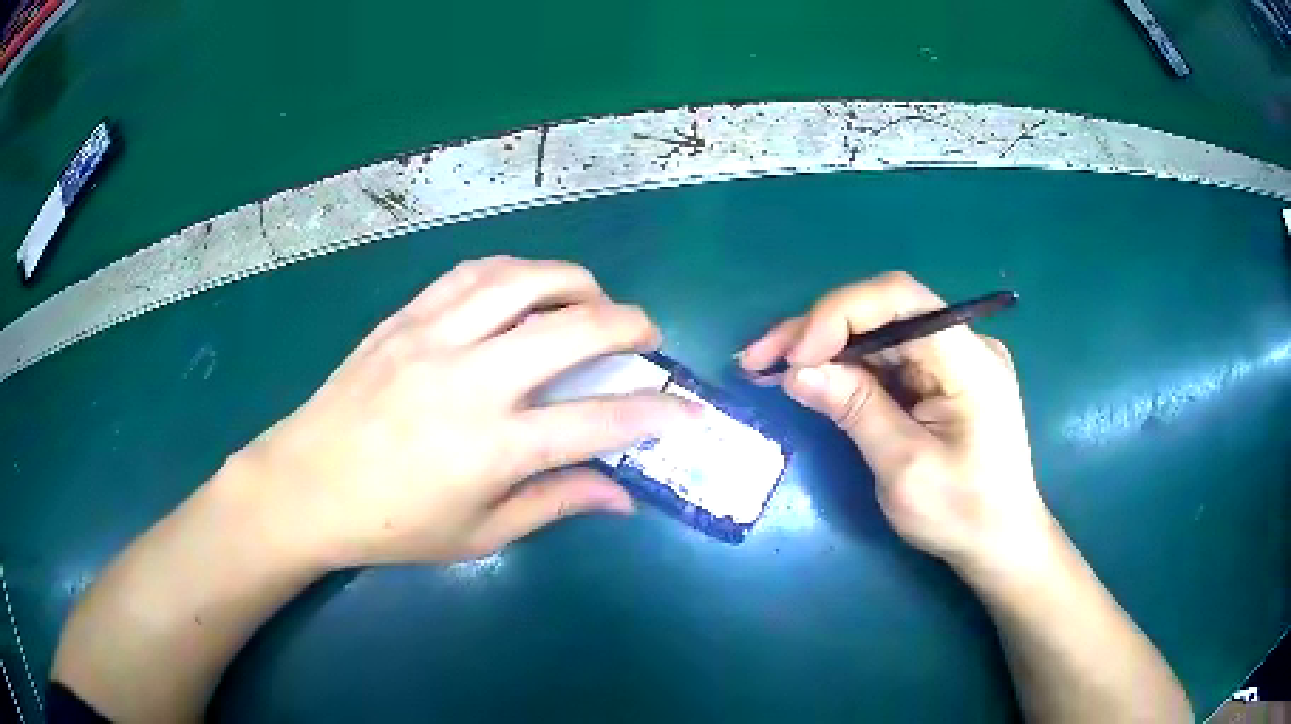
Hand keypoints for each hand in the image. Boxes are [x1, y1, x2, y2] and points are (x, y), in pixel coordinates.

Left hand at [233, 256, 695, 568]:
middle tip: (646, 335)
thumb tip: (622, 495)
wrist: (305, 485)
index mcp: (492, 449)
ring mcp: (433, 338)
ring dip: (575, 283)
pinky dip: (514, 271)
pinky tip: (526, 287)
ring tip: (591, 301)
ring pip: (524, 281)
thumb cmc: (392, 526)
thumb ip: (554, 505)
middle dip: (629, 325)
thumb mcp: (479, 537)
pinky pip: (470, 274)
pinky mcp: (404, 318)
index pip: (598, 423)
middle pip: (573, 329)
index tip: (688, 412)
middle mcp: (470, 381)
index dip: (656, 415)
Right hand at [738, 272, 1049, 574]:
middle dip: (817, 331)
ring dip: (824, 348)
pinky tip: (811, 378)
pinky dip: (846, 367)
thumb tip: (795, 370)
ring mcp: (953, 359)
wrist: (1000, 541)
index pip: (899, 300)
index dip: (839, 314)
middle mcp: (964, 343)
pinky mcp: (941, 377)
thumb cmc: (961, 513)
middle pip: (882, 311)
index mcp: (968, 360)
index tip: (793, 357)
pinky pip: (888, 357)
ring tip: (768, 368)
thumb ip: (854, 410)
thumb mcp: (903, 468)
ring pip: (878, 332)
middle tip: (758, 359)